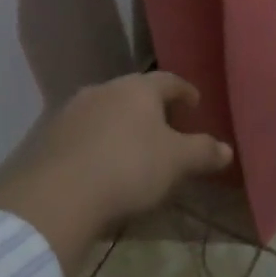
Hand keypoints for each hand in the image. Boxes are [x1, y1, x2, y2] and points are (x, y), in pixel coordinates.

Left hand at [0, 73, 232, 270]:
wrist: (58, 195)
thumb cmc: (129, 167)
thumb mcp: (177, 162)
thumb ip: (204, 152)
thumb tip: (227, 149)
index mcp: (137, 89)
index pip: (168, 81)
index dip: (185, 91)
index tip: (195, 104)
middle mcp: (104, 90)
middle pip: (134, 94)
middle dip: (152, 109)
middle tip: (167, 129)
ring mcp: (71, 112)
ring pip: (105, 111)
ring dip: (121, 125)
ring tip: (133, 149)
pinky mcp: (48, 137)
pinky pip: (82, 134)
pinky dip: (97, 143)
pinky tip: (101, 166)